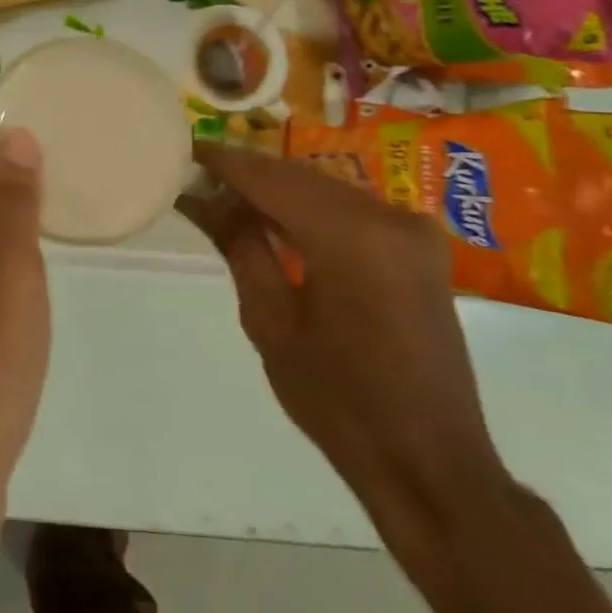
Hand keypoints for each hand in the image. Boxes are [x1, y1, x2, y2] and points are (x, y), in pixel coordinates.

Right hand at [179, 142, 509, 534]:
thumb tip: (203, 197)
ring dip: (276, 191)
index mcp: (352, 237)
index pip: (270, 178)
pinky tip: (272, 220)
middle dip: (246, 175)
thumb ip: (240, 247)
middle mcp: (389, 217)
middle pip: (299, 177)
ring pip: (324, 189)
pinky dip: (308, 210)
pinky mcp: (419, 248)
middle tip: (195, 178)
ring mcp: (412, 230)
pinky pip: (350, 210)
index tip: (182, 150)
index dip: (223, 162)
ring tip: (223, 199)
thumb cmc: (338, 401)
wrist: (430, 462)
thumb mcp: (271, 322)